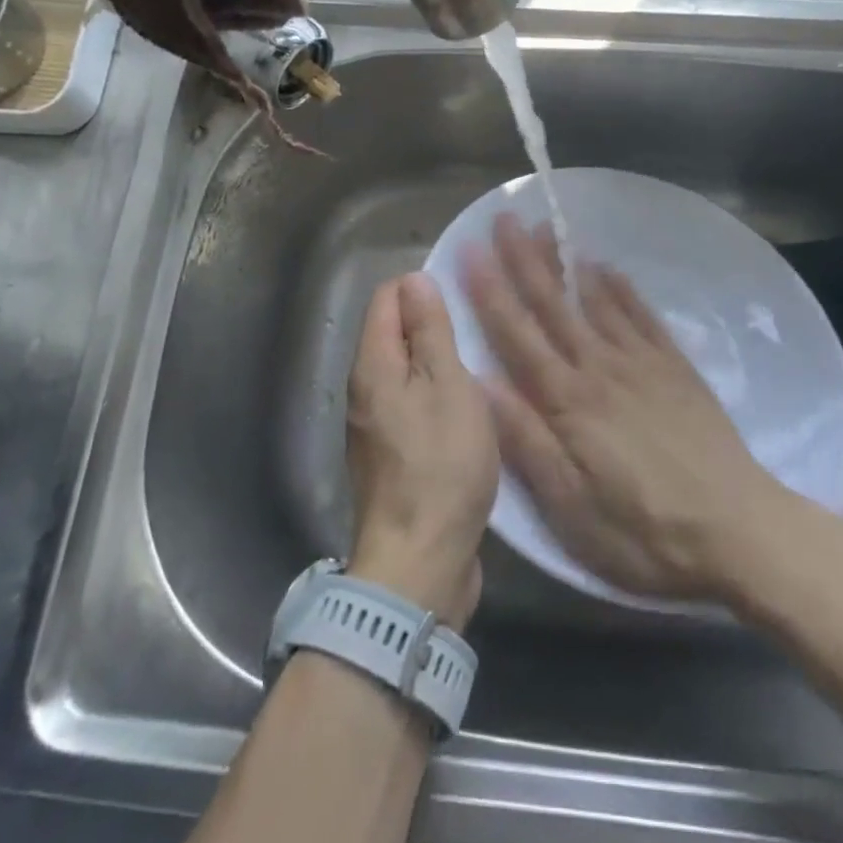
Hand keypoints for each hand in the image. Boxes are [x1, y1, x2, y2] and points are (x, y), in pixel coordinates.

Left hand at [346, 273, 498, 629]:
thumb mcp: (447, 385)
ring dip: (436, 362)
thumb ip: (430, 330)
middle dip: (431, 323)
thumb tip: (414, 279)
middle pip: (393, 333)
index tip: (461, 296)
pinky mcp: (390, 456)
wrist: (419, 563)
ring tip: (478, 363)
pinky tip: (465, 408)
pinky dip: (434, 395)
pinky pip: (410, 404)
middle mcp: (364, 390)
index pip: (386, 298)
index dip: (421, 287)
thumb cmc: (440, 464)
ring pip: (404, 371)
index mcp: (373, 365)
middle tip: (477, 329)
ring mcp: (374, 426)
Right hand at [465, 215, 778, 601]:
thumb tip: (479, 382)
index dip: (490, 291)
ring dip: (566, 262)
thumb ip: (525, 440)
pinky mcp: (675, 367)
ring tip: (547, 227)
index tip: (470, 250)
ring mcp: (641, 362)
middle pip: (553, 306)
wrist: (739, 531)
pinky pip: (642, 315)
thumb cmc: (644, 531)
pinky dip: (621, 287)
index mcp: (567, 401)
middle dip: (523, 260)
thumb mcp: (571, 507)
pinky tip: (606, 267)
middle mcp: (600, 368)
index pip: (518, 334)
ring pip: (595, 300)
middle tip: (504, 218)